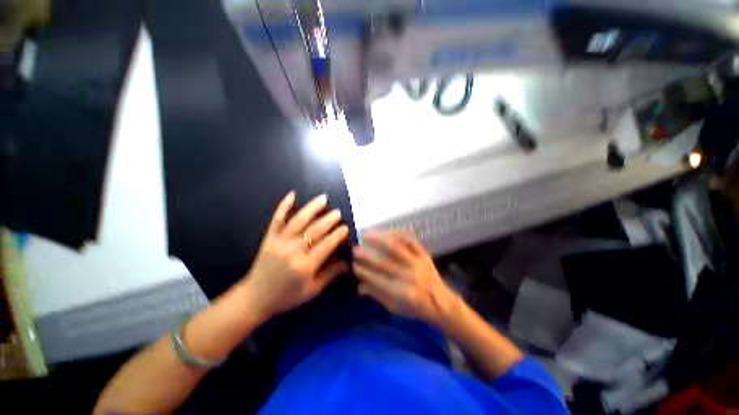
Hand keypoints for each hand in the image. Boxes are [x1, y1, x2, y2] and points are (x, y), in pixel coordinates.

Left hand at [244, 191, 349, 318]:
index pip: (326, 245)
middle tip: (338, 212)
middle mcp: (293, 251)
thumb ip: (330, 275)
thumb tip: (348, 263)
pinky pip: (277, 219)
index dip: (337, 235)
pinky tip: (292, 194)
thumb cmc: (287, 296)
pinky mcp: (269, 238)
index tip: (345, 227)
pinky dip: (284, 205)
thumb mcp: (312, 290)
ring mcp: (279, 242)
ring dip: (312, 208)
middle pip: (314, 230)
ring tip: (323, 198)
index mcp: (305, 266)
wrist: (256, 298)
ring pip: (298, 220)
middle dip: (329, 219)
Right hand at [352, 231, 459, 324]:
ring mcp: (417, 263)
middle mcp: (409, 276)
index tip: (353, 265)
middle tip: (355, 250)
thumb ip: (377, 295)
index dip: (364, 272)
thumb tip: (359, 286)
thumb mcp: (395, 308)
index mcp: (402, 292)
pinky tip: (389, 231)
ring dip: (380, 240)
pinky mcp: (424, 255)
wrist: (441, 302)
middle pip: (384, 263)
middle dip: (367, 256)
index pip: (378, 280)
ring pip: (397, 248)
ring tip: (367, 234)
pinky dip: (400, 234)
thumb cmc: (416, 308)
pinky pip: (411, 241)